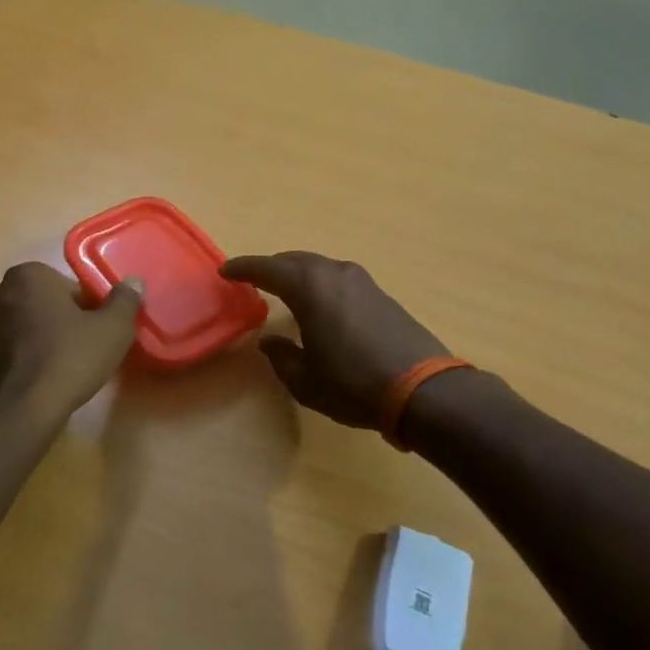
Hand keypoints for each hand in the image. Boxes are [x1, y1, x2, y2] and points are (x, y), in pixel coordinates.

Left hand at [0, 263, 143, 422]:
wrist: (16, 413)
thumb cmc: (67, 360)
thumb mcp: (112, 329)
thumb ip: (125, 301)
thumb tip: (134, 282)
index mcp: (28, 275)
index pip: (69, 286)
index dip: (89, 309)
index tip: (98, 332)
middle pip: (44, 304)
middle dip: (62, 322)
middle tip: (85, 350)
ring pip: (25, 328)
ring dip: (42, 342)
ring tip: (63, 371)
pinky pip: (10, 353)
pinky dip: (25, 362)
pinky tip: (40, 385)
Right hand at [221, 251, 452, 430]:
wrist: (423, 390)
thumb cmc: (353, 384)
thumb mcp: (305, 380)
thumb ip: (281, 356)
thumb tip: (270, 341)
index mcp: (309, 287)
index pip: (267, 268)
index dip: (243, 268)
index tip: (225, 271)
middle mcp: (334, 273)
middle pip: (294, 260)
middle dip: (271, 267)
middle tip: (252, 280)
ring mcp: (361, 281)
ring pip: (318, 266)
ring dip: (297, 274)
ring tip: (284, 289)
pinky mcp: (380, 293)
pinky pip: (337, 278)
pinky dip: (320, 283)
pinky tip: (319, 304)